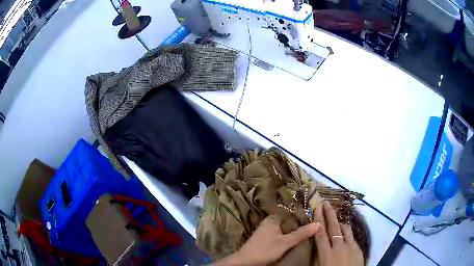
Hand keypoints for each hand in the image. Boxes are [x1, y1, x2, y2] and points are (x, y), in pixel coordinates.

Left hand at [211, 215, 319, 265]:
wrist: (246, 262)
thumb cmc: (265, 249)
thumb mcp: (285, 242)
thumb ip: (301, 233)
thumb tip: (318, 223)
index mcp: (273, 219)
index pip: (291, 212)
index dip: (302, 214)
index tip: (314, 217)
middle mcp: (269, 223)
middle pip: (288, 221)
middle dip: (299, 223)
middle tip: (313, 225)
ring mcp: (267, 232)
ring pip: (284, 229)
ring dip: (293, 231)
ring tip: (307, 232)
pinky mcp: (266, 240)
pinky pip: (280, 235)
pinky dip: (288, 236)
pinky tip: (295, 240)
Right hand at [313, 201, 363, 265]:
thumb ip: (317, 256)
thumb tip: (316, 245)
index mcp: (326, 253)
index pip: (321, 233)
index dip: (318, 220)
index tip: (317, 208)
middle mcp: (339, 247)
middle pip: (334, 227)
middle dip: (329, 214)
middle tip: (326, 203)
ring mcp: (351, 246)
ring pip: (345, 229)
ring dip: (340, 223)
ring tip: (336, 219)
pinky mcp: (358, 248)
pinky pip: (351, 237)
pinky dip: (347, 233)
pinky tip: (345, 235)